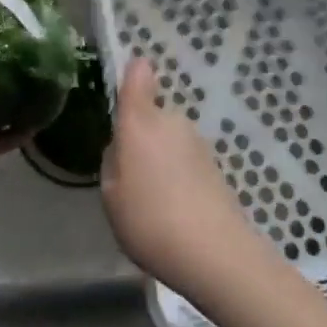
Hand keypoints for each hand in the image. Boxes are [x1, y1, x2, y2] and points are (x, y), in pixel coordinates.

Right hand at [101, 58, 261, 296]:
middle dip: (141, 138)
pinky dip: (179, 177)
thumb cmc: (150, 220)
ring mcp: (197, 142)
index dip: (131, 73)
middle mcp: (171, 121)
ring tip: (154, 203)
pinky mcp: (215, 165)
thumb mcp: (111, 196)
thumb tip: (123, 149)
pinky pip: (186, 161)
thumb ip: (113, 163)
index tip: (124, 86)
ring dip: (161, 160)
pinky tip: (176, 212)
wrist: (215, 253)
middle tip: (130, 177)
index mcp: (140, 122)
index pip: (138, 75)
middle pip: (151, 116)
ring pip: (169, 140)